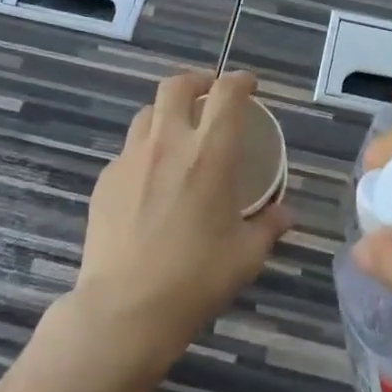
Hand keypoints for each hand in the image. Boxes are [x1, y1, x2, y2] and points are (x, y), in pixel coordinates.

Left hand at [70, 70, 291, 375]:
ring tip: (177, 134)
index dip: (240, 80)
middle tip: (208, 95)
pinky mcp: (105, 180)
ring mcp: (131, 158)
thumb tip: (286, 214)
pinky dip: (144, 152)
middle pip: (177, 85)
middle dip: (197, 80)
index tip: (249, 85)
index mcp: (210, 152)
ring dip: (167, 113)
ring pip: (148, 113)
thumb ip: (268, 226)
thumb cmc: (196, 279)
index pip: (227, 93)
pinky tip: (149, 180)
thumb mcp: (246, 255)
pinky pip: (128, 151)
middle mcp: (168, 142)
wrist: (125, 310)